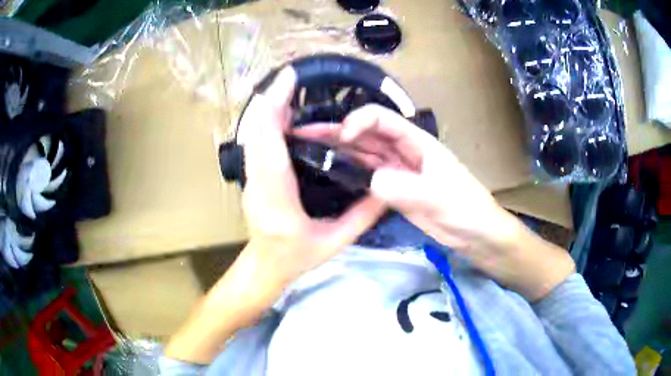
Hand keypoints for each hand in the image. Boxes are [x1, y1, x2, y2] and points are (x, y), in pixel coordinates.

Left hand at [166, 69, 385, 364]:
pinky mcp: (251, 177)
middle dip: (271, 101)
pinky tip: (280, 113)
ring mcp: (250, 179)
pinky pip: (254, 143)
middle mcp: (258, 183)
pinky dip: (265, 122)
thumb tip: (387, 189)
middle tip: (291, 78)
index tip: (288, 82)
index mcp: (277, 200)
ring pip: (252, 136)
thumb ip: (363, 217)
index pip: (270, 147)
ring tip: (287, 90)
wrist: (266, 266)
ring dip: (267, 109)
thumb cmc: (297, 258)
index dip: (275, 110)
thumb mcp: (335, 242)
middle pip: (256, 133)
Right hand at [295, 105, 574, 300]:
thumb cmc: (466, 208)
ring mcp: (397, 171)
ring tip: (307, 149)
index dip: (359, 120)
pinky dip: (348, 171)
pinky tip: (329, 172)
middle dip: (336, 131)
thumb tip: (373, 180)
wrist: (475, 234)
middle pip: (366, 133)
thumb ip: (408, 188)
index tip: (342, 136)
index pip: (382, 119)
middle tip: (303, 134)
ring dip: (338, 149)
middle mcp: (403, 151)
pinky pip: (366, 175)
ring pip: (363, 154)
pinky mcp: (394, 189)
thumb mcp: (440, 197)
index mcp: (417, 142)